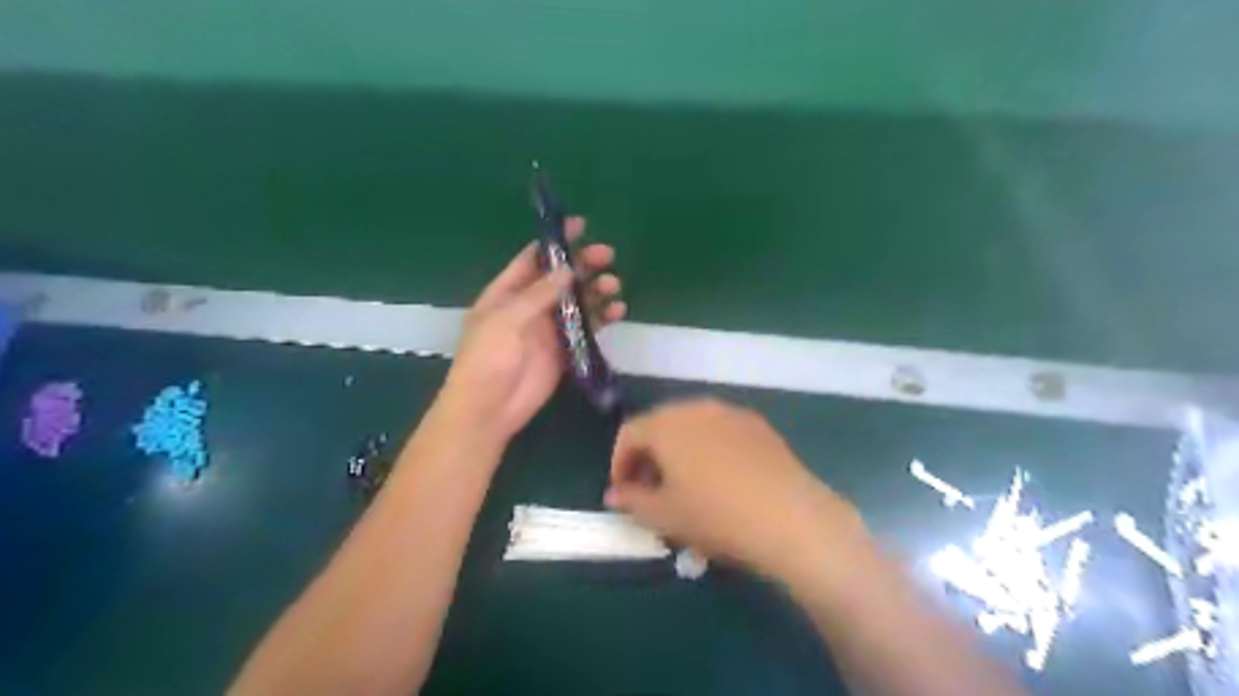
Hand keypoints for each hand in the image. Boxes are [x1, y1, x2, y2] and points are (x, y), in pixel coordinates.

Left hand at [437, 216, 629, 449]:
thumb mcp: (505, 321)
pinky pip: (586, 328)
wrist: (489, 409)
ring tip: (614, 286)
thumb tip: (568, 270)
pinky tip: (617, 311)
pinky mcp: (563, 350)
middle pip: (560, 278)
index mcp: (507, 292)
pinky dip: (601, 318)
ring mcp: (547, 329)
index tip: (581, 226)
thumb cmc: (487, 360)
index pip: (533, 259)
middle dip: (583, 265)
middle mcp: (529, 306)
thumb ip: (537, 295)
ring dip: (596, 290)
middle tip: (608, 256)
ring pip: (577, 302)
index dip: (555, 243)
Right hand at [606, 397, 863, 580]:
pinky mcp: (758, 425)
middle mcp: (696, 407)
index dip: (619, 463)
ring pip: (692, 426)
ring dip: (679, 451)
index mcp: (666, 424)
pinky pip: (720, 431)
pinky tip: (721, 479)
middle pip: (660, 425)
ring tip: (685, 485)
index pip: (629, 433)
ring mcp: (731, 412)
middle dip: (649, 456)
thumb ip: (632, 500)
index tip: (622, 492)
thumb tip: (615, 494)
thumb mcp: (663, 516)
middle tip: (651, 490)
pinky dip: (708, 449)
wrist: (789, 517)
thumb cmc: (714, 515)